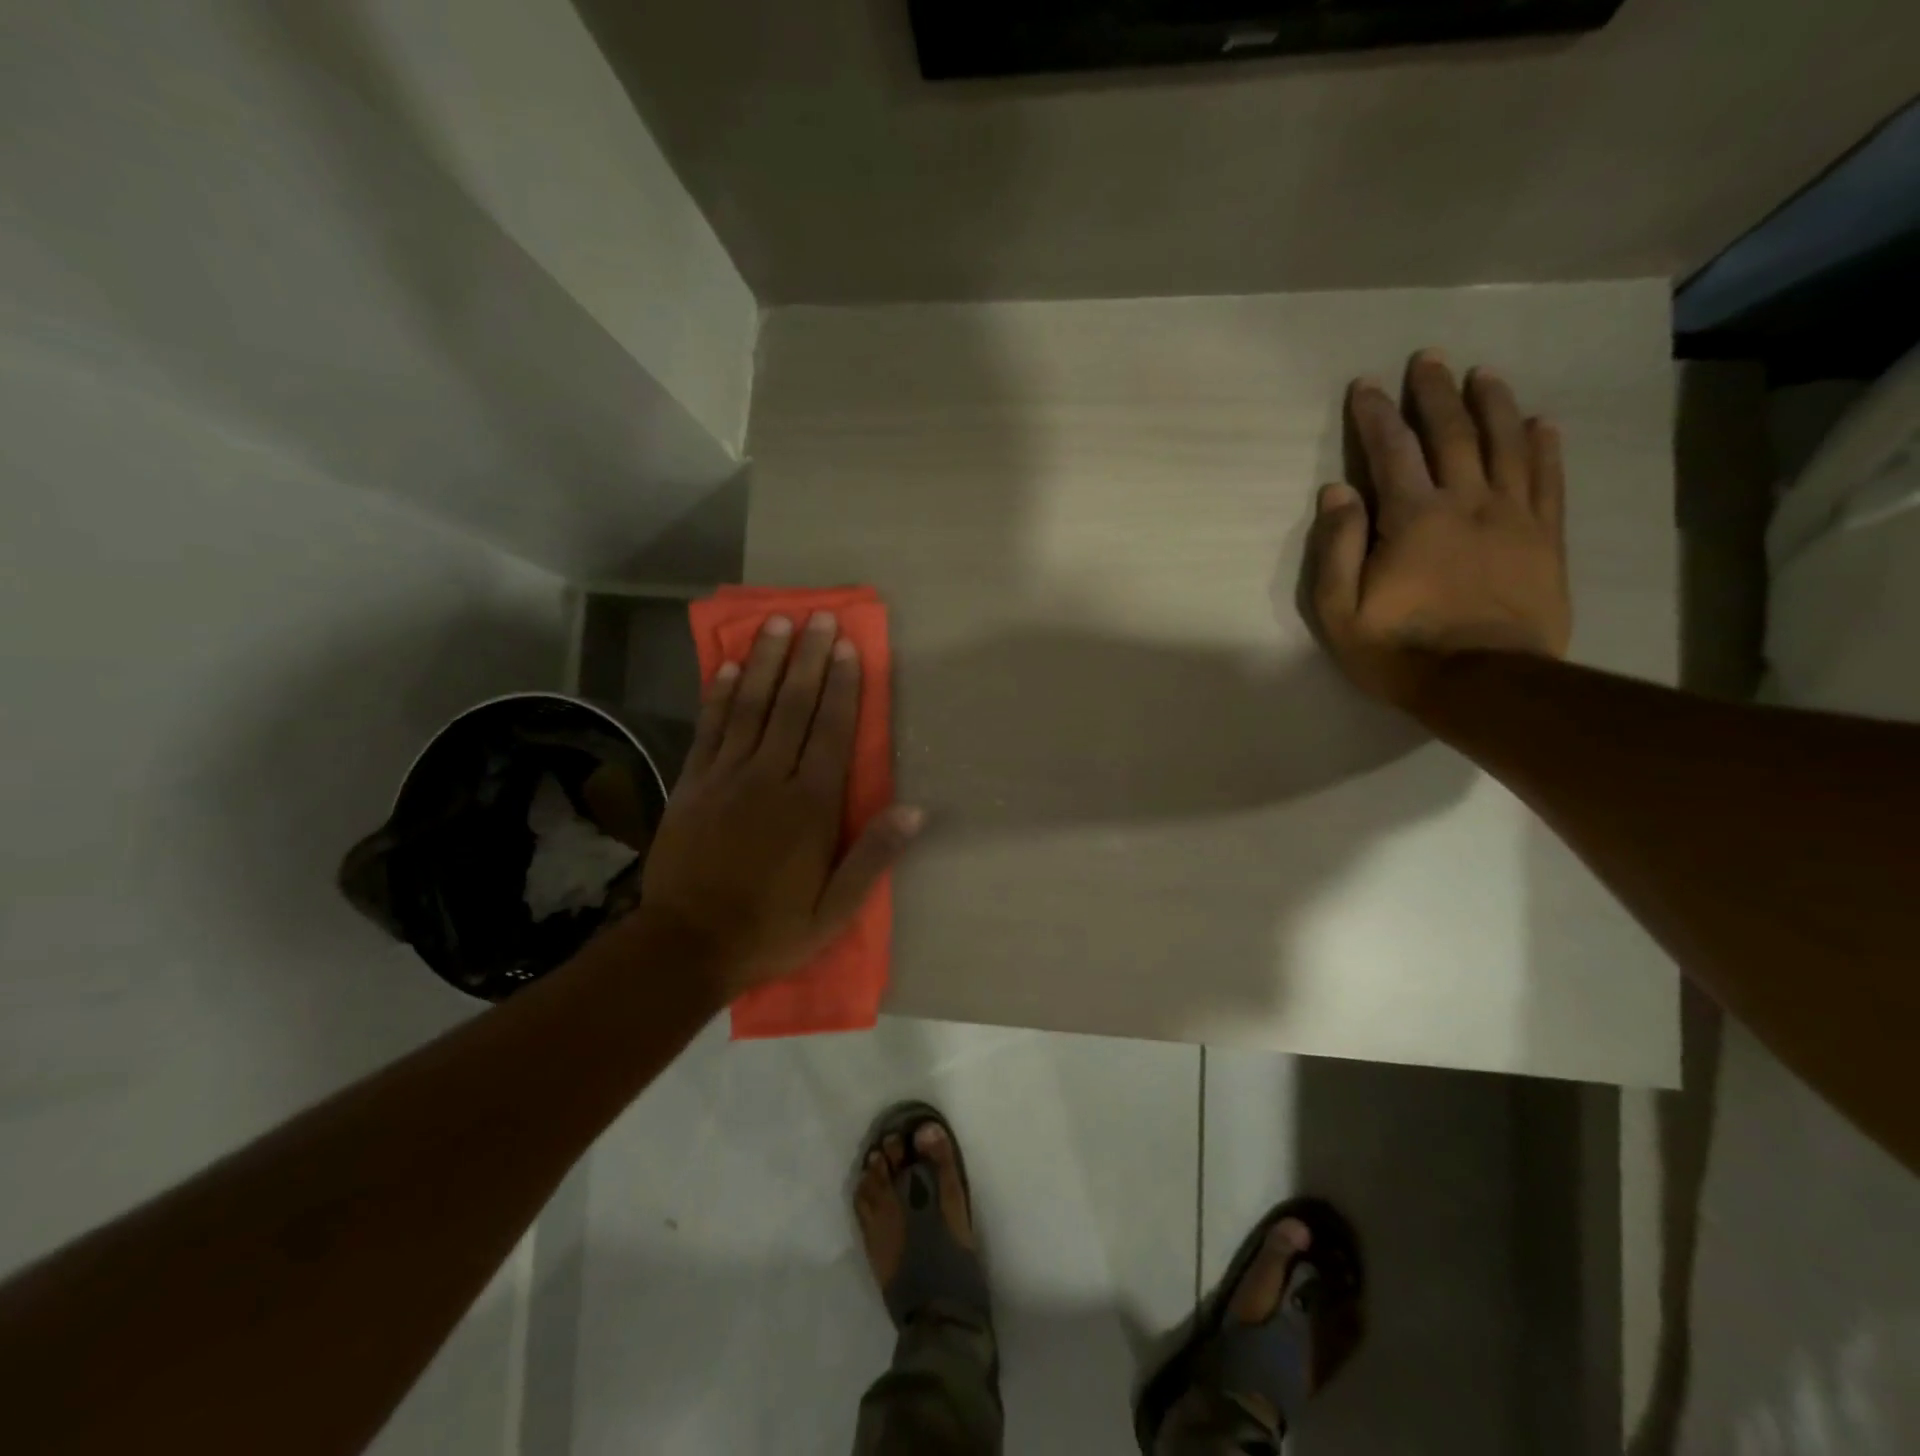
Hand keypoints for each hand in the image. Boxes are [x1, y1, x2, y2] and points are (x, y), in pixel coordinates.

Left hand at [639, 612, 920, 997]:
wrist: (686, 945)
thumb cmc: (770, 929)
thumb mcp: (834, 910)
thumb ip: (873, 857)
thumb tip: (915, 811)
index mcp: (810, 806)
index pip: (832, 732)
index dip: (842, 686)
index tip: (847, 647)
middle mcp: (770, 778)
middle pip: (793, 707)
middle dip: (808, 659)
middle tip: (817, 617)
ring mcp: (726, 777)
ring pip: (750, 707)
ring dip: (764, 662)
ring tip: (776, 623)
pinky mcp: (692, 784)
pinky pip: (709, 729)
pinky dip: (718, 695)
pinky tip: (725, 666)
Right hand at [1304, 350, 1571, 707]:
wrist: (1484, 684)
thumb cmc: (1399, 651)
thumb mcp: (1340, 610)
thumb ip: (1336, 547)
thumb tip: (1337, 490)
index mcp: (1413, 518)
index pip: (1392, 451)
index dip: (1377, 415)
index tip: (1367, 385)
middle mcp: (1467, 502)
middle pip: (1453, 433)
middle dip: (1435, 393)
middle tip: (1428, 359)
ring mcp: (1514, 517)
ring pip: (1507, 444)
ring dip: (1493, 404)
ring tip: (1483, 375)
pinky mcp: (1545, 538)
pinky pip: (1548, 479)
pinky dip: (1544, 446)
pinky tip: (1541, 423)